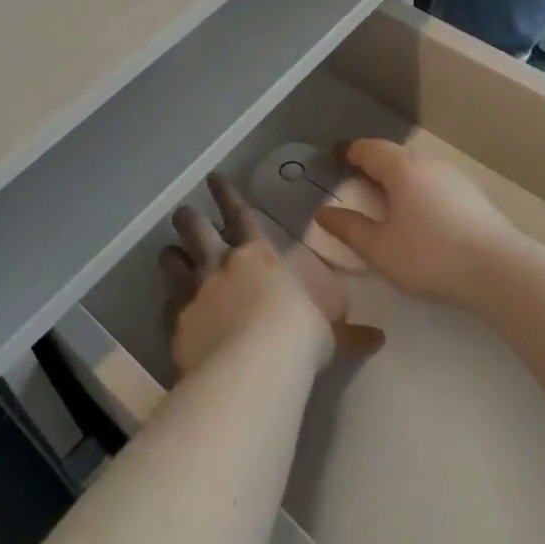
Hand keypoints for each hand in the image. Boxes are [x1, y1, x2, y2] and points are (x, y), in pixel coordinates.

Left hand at [161, 173, 383, 376]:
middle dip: (189, 218)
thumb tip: (378, 338)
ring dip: (171, 256)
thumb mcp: (328, 333)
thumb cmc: (298, 337)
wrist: (254, 366)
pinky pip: (166, 305)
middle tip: (184, 213)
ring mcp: (194, 291)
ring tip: (169, 253)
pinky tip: (167, 309)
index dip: (226, 193)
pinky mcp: (176, 321)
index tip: (214, 178)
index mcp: (258, 254)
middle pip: (196, 228)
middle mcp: (221, 263)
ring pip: (172, 261)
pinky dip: (167, 304)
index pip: (239, 213)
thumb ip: (347, 333)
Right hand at [314, 140, 520, 306]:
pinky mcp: (475, 197)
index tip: (335, 161)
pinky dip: (420, 195)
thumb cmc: (430, 254)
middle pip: (394, 157)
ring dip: (399, 183)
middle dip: (374, 168)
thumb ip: (349, 229)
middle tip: (357, 186)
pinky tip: (421, 220)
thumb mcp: (380, 248)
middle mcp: (428, 163)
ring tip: (388, 206)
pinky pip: (436, 186)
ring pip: (418, 172)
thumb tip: (323, 213)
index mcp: (401, 168)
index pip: (368, 148)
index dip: (349, 153)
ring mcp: (456, 178)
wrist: (500, 270)